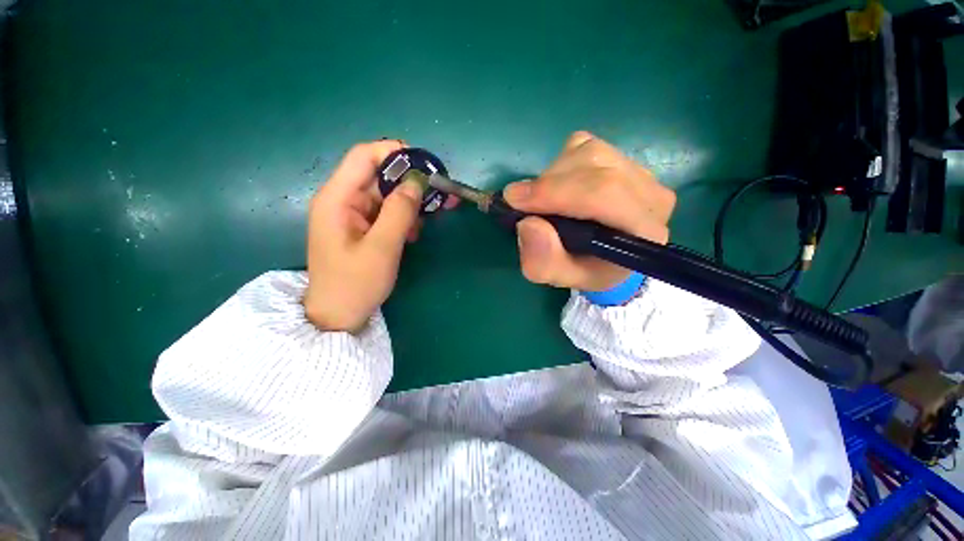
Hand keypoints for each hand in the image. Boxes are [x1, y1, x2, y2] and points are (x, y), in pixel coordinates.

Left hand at [303, 140, 435, 331]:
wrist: (338, 315)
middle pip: (378, 175)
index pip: (363, 157)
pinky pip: (386, 212)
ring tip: (427, 220)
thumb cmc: (355, 284)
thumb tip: (416, 181)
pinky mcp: (362, 228)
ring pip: (385, 195)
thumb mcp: (382, 248)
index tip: (425, 164)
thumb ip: (399, 212)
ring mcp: (352, 215)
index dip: (394, 152)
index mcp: (337, 199)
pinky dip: (403, 218)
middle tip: (438, 193)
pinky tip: (413, 234)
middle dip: (409, 182)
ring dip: (409, 203)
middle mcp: (343, 200)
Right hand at [504, 131, 675, 291]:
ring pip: (587, 152)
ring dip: (552, 175)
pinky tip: (559, 186)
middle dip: (548, 183)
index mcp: (644, 231)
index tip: (515, 200)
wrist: (604, 255)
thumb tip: (528, 224)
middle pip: (594, 166)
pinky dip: (560, 164)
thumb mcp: (560, 276)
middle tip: (519, 201)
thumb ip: (544, 262)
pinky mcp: (622, 156)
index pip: (604, 194)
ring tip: (542, 200)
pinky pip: (583, 145)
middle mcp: (651, 194)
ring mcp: (639, 170)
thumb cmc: (584, 268)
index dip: (556, 192)